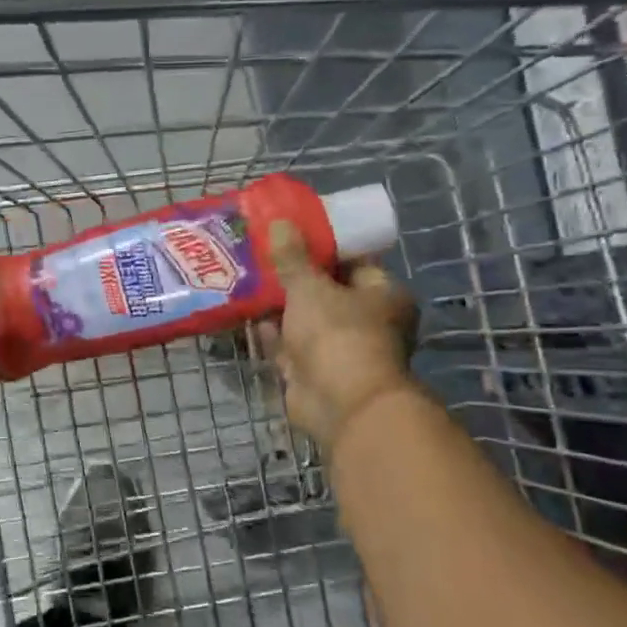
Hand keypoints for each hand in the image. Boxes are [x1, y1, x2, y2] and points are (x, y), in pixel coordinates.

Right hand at [260, 219, 418, 448]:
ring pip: (304, 320)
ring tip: (244, 278)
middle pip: (325, 291)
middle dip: (292, 277)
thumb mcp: (310, 287)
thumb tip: (279, 222)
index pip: (352, 261)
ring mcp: (339, 349)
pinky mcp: (314, 372)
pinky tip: (243, 313)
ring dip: (277, 306)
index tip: (290, 233)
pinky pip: (288, 345)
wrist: (339, 404)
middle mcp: (367, 321)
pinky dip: (270, 333)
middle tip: (259, 254)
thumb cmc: (337, 334)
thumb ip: (292, 257)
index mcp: (383, 294)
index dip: (321, 246)